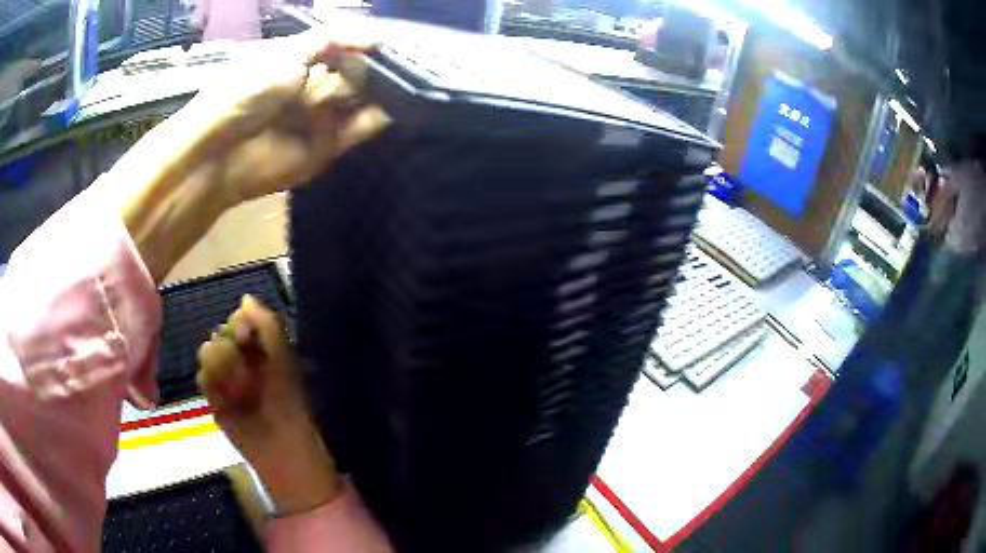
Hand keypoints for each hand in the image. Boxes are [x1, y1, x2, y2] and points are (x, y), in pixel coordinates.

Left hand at [185, 30, 389, 203]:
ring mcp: (322, 117)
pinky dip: (381, 117)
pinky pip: (361, 128)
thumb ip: (335, 38)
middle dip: (381, 67)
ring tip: (414, 82)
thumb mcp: (289, 50)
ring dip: (387, 90)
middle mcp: (314, 85)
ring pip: (364, 98)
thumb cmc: (248, 90)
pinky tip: (402, 105)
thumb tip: (382, 36)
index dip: (369, 43)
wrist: (220, 153)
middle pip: (358, 72)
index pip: (345, 47)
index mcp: (302, 59)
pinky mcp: (328, 147)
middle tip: (409, 63)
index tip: (396, 41)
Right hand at [197, 295, 341, 514]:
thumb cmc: (288, 401)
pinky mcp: (213, 397)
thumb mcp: (284, 358)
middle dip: (229, 348)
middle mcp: (240, 357)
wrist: (280, 446)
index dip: (239, 322)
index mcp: (261, 347)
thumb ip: (267, 324)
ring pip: (207, 351)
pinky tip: (228, 400)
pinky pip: (201, 377)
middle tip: (243, 369)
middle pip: (219, 332)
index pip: (240, 318)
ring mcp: (225, 377)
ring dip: (223, 369)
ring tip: (241, 391)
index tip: (243, 333)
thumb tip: (245, 296)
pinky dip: (213, 385)